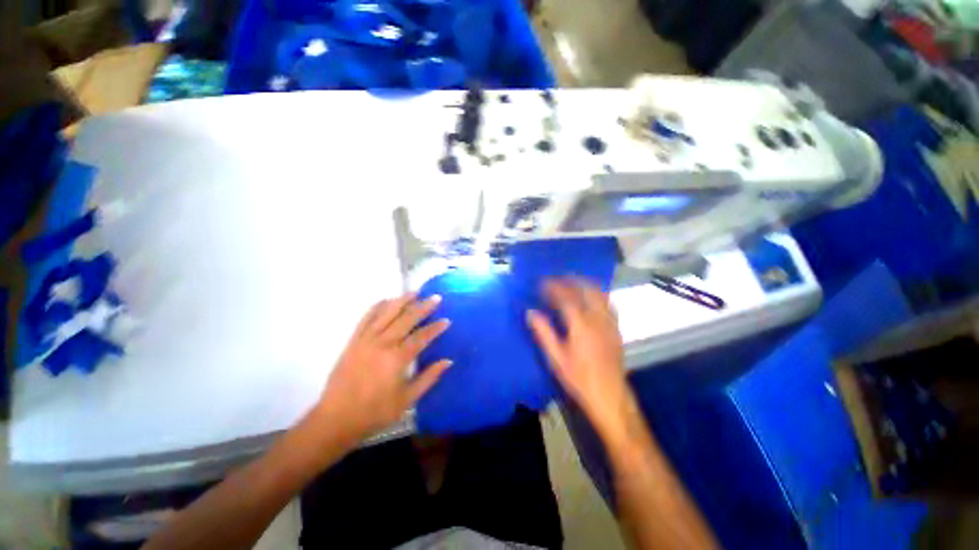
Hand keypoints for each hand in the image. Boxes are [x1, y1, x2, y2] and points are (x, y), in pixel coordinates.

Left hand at [315, 294, 451, 440]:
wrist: (336, 418)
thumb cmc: (375, 412)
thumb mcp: (407, 399)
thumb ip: (429, 377)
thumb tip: (448, 361)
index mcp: (397, 358)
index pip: (422, 336)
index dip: (436, 328)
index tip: (446, 320)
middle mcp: (382, 343)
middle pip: (406, 319)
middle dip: (423, 307)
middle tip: (436, 297)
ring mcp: (366, 339)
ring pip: (387, 313)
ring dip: (402, 301)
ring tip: (415, 292)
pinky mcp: (354, 341)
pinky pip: (366, 318)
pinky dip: (377, 307)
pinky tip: (386, 300)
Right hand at [527, 278, 631, 435]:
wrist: (609, 395)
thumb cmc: (579, 378)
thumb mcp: (556, 358)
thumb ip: (543, 332)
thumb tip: (531, 312)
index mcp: (581, 325)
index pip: (566, 298)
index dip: (553, 287)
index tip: (542, 282)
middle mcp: (597, 319)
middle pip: (586, 290)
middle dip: (571, 280)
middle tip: (558, 277)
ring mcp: (609, 323)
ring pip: (600, 294)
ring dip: (585, 284)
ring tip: (573, 281)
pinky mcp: (616, 328)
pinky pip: (608, 303)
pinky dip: (597, 294)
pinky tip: (591, 296)